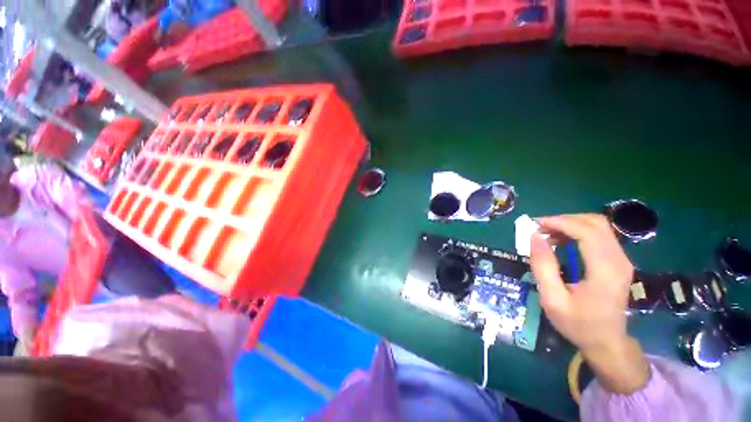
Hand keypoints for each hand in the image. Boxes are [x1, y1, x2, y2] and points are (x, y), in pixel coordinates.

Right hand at [530, 214, 649, 393]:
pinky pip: (599, 235)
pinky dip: (577, 231)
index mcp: (604, 271)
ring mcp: (621, 260)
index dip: (560, 222)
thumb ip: (543, 267)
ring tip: (547, 234)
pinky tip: (561, 240)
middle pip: (595, 223)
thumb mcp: (552, 299)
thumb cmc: (578, 324)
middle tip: (539, 228)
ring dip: (570, 224)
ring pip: (598, 226)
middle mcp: (618, 260)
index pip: (587, 232)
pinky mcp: (618, 261)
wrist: (607, 342)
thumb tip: (534, 237)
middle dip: (564, 220)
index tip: (535, 225)